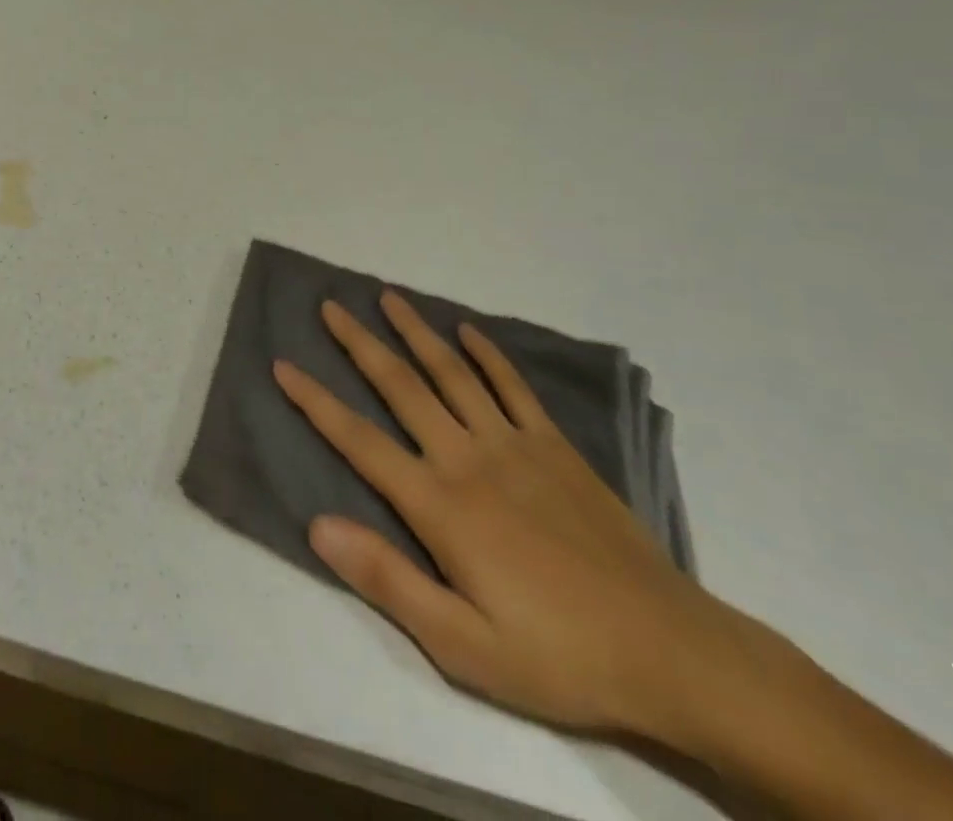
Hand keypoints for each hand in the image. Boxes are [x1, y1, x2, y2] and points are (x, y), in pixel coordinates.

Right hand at [275, 292, 744, 741]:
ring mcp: (514, 445)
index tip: (284, 365)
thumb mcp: (462, 644)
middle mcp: (467, 457)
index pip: (359, 440)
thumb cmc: (556, 655)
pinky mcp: (555, 447)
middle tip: (330, 306)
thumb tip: (318, 524)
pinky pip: (513, 388)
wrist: (669, 651)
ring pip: (452, 373)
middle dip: (360, 343)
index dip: (316, 401)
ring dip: (416, 331)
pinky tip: (468, 331)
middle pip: (401, 386)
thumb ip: (387, 578)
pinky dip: (487, 355)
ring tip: (387, 297)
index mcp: (439, 504)